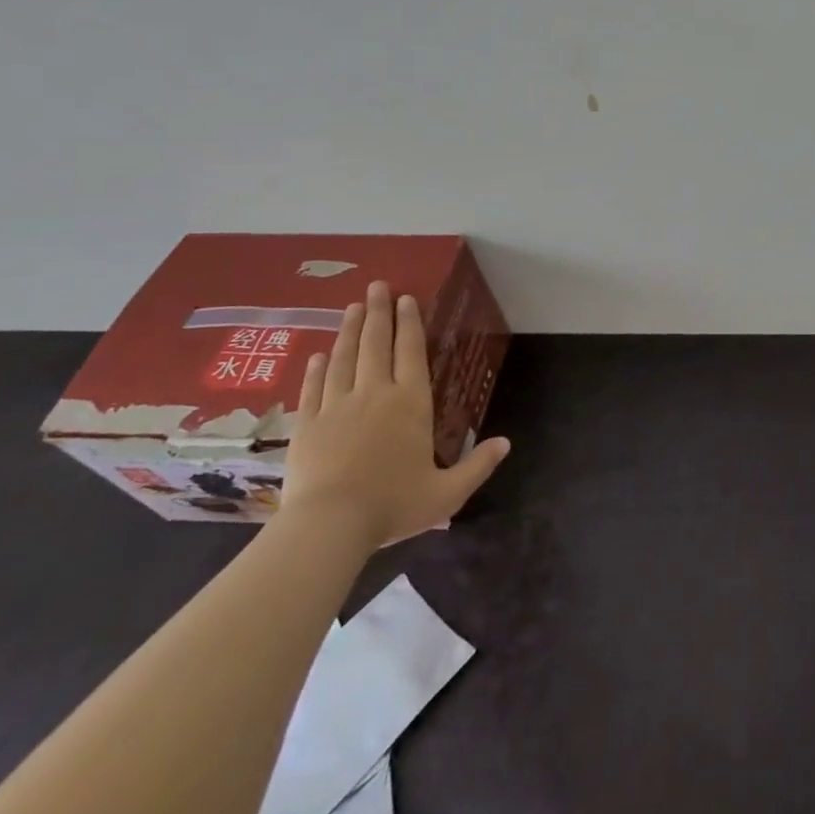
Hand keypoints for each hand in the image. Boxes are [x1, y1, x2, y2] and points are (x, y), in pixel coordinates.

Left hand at [281, 281, 509, 548]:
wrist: (328, 526)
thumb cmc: (392, 505)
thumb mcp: (447, 493)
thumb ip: (478, 466)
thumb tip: (506, 443)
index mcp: (411, 404)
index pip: (411, 352)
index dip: (410, 323)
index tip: (406, 299)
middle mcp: (375, 394)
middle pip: (376, 344)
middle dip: (378, 312)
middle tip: (377, 287)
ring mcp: (337, 407)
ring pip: (344, 358)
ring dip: (349, 330)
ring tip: (352, 307)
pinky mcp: (307, 425)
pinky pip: (314, 387)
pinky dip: (318, 368)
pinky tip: (319, 354)